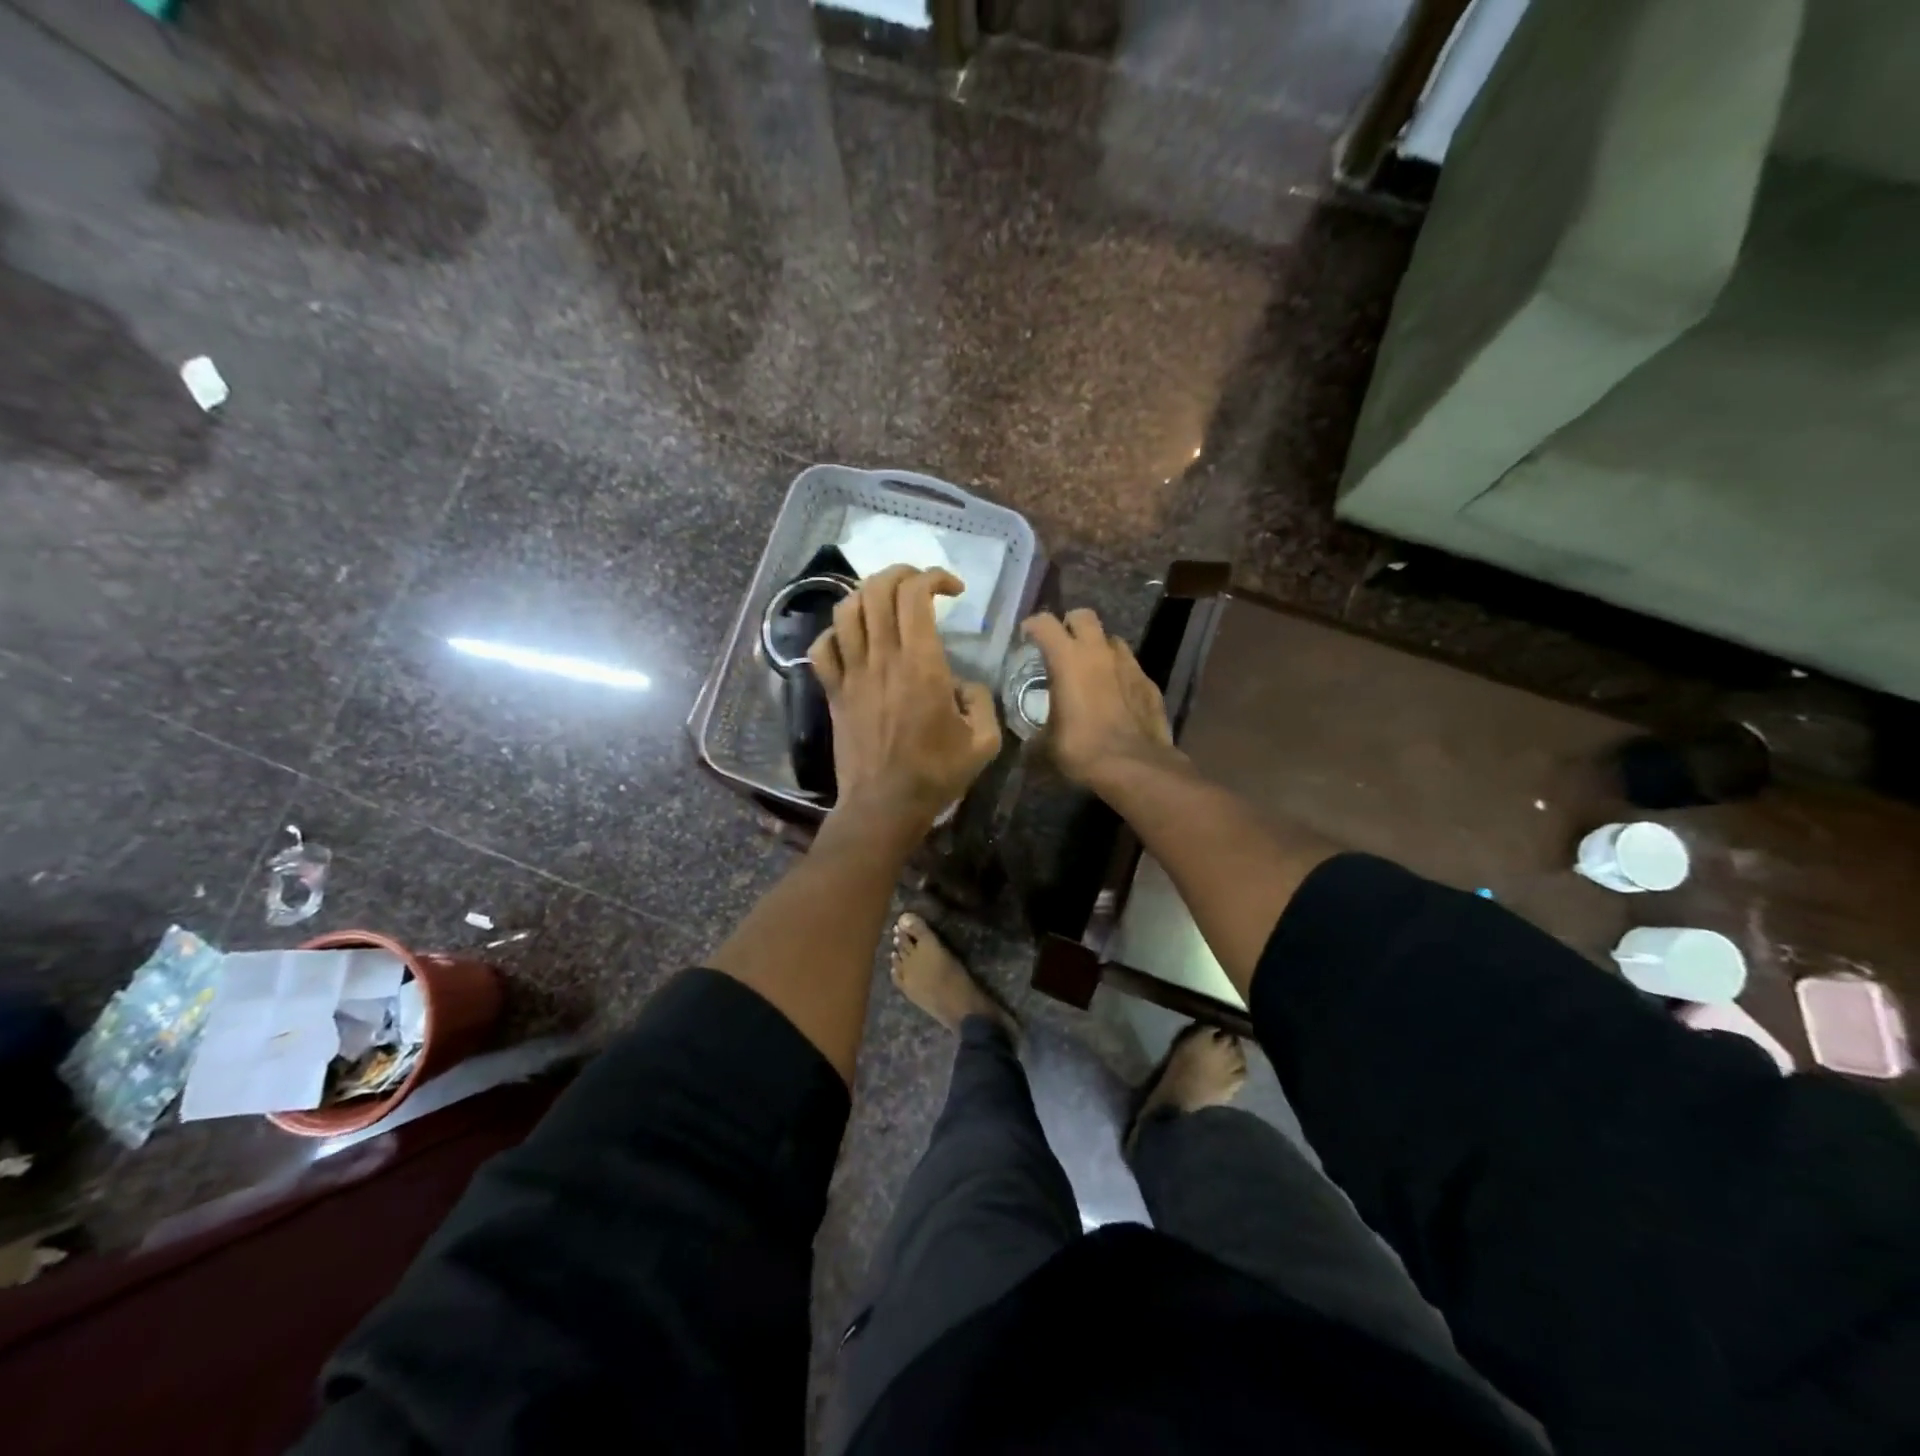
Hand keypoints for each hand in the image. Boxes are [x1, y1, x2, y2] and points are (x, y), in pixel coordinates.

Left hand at [809, 565, 1003, 831]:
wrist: (884, 805)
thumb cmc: (936, 774)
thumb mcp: (983, 741)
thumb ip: (982, 701)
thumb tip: (964, 685)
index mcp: (921, 663)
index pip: (916, 594)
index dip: (934, 577)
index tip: (954, 590)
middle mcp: (882, 658)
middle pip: (877, 589)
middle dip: (901, 573)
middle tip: (920, 585)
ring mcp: (852, 673)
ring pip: (846, 610)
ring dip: (867, 594)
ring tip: (886, 602)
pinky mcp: (833, 692)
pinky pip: (822, 647)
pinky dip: (835, 632)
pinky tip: (852, 638)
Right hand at [1022, 609, 1175, 786]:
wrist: (1136, 766)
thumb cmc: (1082, 749)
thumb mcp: (1046, 746)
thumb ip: (1034, 736)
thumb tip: (1028, 744)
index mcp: (1068, 659)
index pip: (1045, 623)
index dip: (1033, 625)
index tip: (1027, 637)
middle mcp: (1099, 652)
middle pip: (1084, 616)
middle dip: (1070, 624)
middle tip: (1062, 645)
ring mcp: (1129, 664)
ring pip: (1111, 639)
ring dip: (1098, 648)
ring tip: (1091, 670)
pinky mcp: (1149, 682)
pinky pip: (1130, 667)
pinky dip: (1119, 674)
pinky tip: (1115, 696)